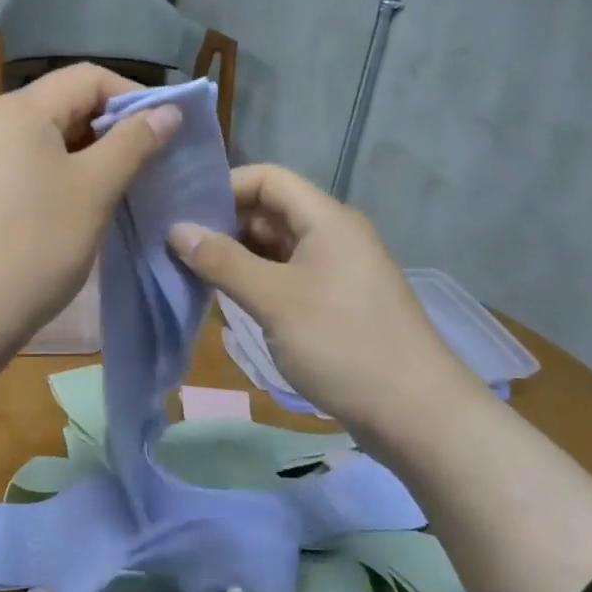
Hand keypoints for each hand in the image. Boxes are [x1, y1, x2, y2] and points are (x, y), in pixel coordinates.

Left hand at [0, 64, 180, 350]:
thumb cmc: (35, 244)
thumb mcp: (94, 189)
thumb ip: (134, 143)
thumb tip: (168, 111)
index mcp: (21, 109)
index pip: (90, 78)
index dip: (135, 97)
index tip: (169, 132)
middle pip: (69, 104)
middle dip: (115, 129)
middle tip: (154, 163)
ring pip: (52, 139)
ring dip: (94, 155)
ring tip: (129, 186)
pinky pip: (33, 166)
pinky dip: (66, 175)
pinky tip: (90, 205)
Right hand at [168, 164, 484, 451]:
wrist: (415, 413)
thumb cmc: (342, 343)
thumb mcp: (274, 299)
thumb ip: (223, 261)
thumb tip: (176, 229)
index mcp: (327, 220)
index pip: (268, 179)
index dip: (225, 187)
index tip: (183, 212)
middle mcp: (333, 236)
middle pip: (270, 211)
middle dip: (225, 224)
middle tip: (177, 246)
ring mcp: (335, 271)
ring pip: (276, 247)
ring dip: (237, 256)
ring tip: (192, 272)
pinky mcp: (334, 303)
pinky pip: (287, 276)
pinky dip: (256, 281)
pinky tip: (227, 298)